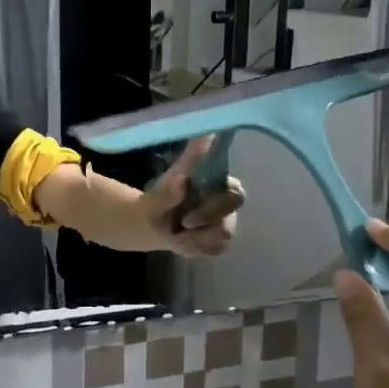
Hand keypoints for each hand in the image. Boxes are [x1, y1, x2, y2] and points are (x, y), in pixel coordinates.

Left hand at [142, 136, 243, 257]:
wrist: (153, 221)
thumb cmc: (163, 194)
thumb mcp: (170, 179)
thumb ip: (189, 161)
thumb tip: (205, 138)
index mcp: (221, 184)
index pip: (236, 194)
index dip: (215, 207)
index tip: (189, 216)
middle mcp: (228, 203)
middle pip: (229, 221)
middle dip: (203, 226)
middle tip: (182, 224)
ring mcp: (226, 223)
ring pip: (221, 238)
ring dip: (195, 239)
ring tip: (177, 233)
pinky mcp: (219, 241)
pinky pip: (214, 249)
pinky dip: (194, 248)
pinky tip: (182, 241)